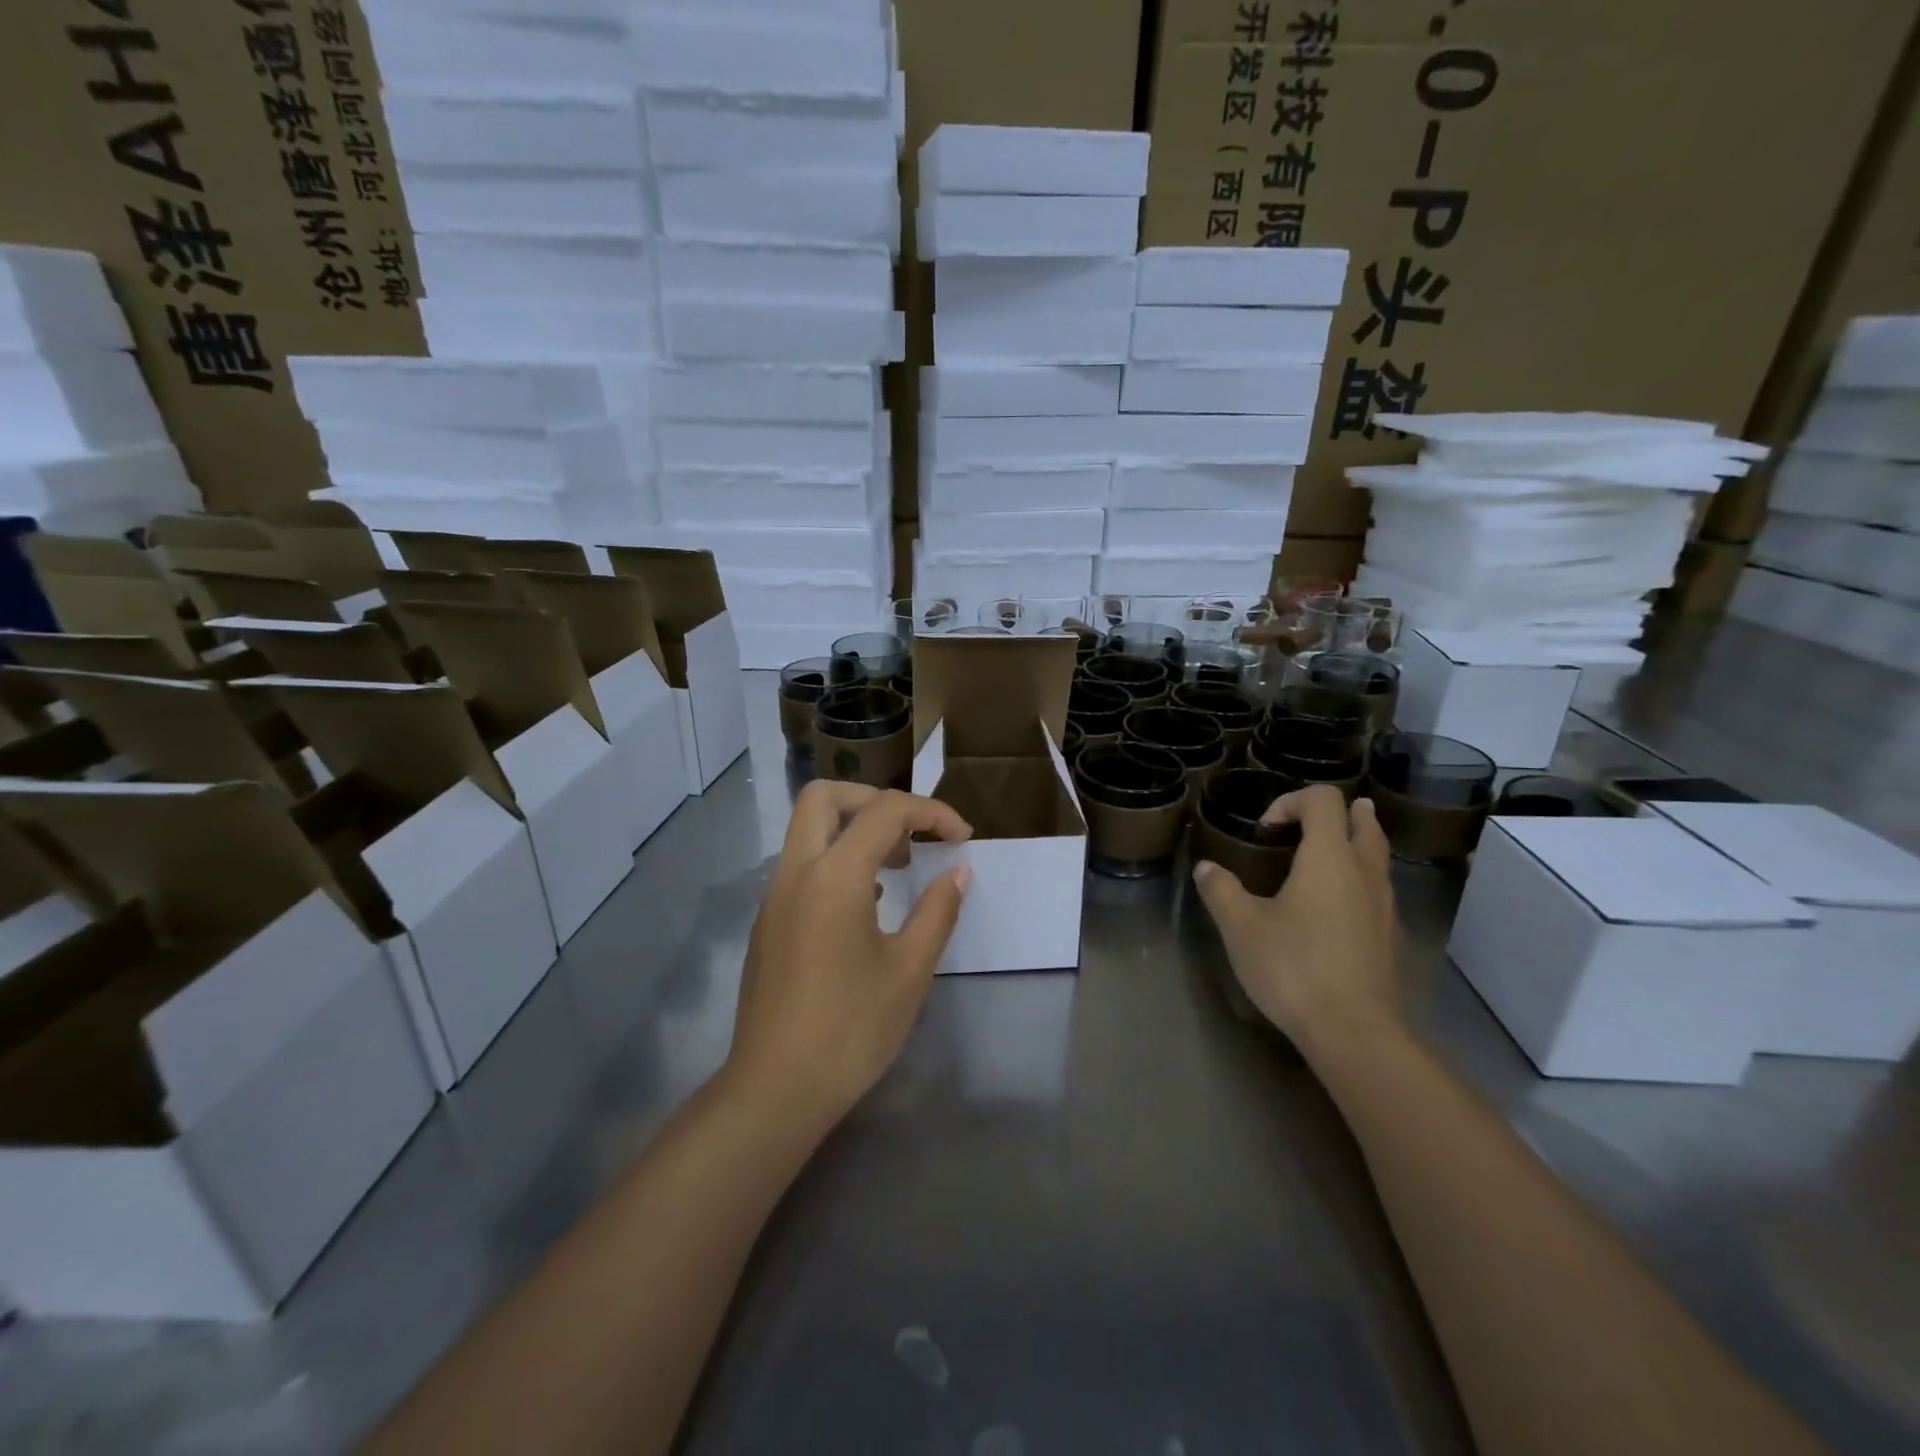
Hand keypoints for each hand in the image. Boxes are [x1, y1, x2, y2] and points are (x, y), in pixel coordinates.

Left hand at [726, 782, 972, 1131]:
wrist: (775, 1091)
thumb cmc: (851, 1029)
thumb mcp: (909, 970)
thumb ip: (938, 911)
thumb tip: (958, 872)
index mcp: (834, 875)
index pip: (885, 811)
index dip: (931, 813)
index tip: (962, 838)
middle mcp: (796, 872)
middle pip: (825, 797)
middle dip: (875, 800)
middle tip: (912, 833)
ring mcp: (775, 897)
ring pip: (808, 830)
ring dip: (854, 829)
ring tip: (899, 866)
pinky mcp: (768, 923)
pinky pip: (802, 865)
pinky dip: (837, 860)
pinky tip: (869, 903)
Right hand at [1193, 785, 1401, 1058]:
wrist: (1355, 1032)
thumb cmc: (1294, 967)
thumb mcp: (1241, 927)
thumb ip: (1221, 890)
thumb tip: (1206, 868)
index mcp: (1329, 857)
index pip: (1323, 799)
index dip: (1291, 801)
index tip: (1264, 830)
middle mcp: (1365, 871)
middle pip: (1364, 820)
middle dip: (1335, 814)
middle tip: (1303, 824)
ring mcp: (1385, 904)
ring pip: (1376, 855)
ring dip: (1350, 845)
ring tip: (1317, 860)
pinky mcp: (1390, 935)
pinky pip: (1378, 888)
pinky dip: (1357, 880)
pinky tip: (1331, 908)